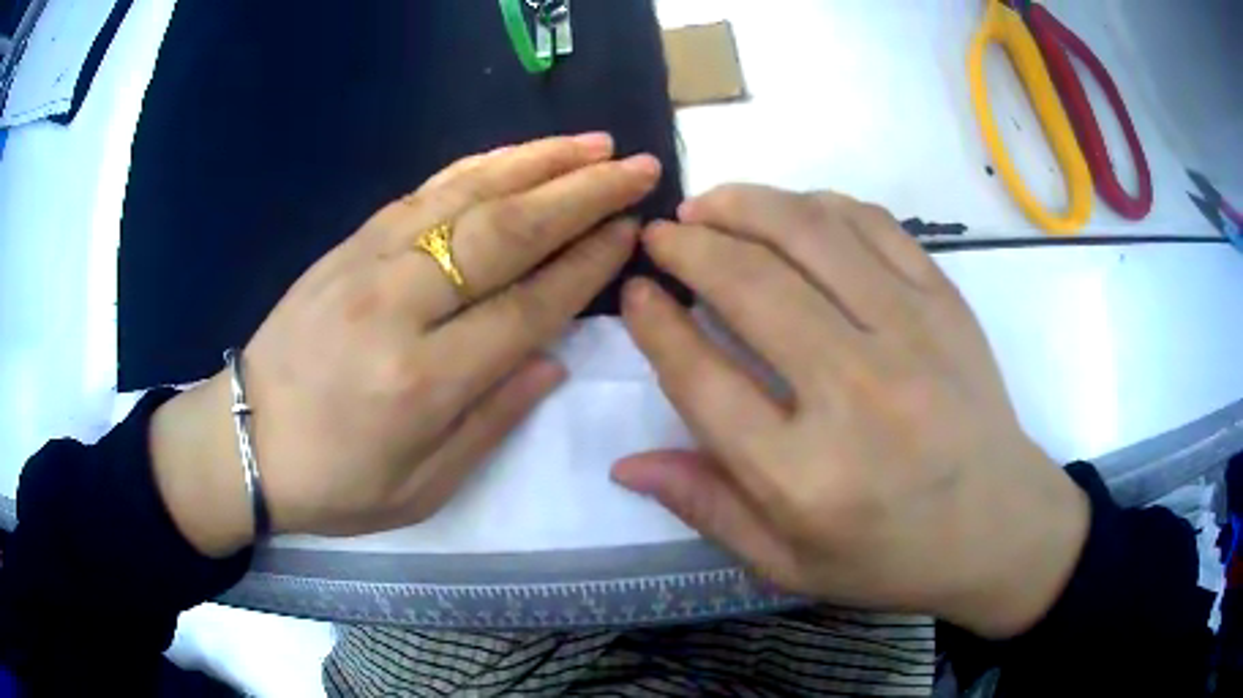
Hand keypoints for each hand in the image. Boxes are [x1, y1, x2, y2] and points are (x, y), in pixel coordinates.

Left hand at [150, 134, 662, 556]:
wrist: (243, 440)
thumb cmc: (333, 483)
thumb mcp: (421, 489)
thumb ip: (490, 421)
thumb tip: (550, 358)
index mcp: (423, 382)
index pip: (527, 306)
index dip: (587, 264)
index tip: (631, 232)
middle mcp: (398, 307)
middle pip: (507, 232)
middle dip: (583, 193)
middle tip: (638, 167)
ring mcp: (367, 262)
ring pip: (468, 195)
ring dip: (539, 162)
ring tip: (595, 143)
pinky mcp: (347, 243)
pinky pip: (424, 191)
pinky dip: (480, 165)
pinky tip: (517, 154)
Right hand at [612, 185, 1089, 638]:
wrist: (1000, 525)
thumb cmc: (892, 557)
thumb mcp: (789, 565)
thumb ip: (707, 508)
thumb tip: (626, 463)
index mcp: (805, 476)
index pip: (702, 379)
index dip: (654, 325)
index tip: (634, 292)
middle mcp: (857, 392)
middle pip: (750, 285)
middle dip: (687, 246)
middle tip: (660, 235)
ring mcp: (912, 334)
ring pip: (809, 232)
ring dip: (745, 204)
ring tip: (710, 205)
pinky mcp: (946, 301)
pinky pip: (871, 224)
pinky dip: (818, 205)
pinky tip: (791, 212)